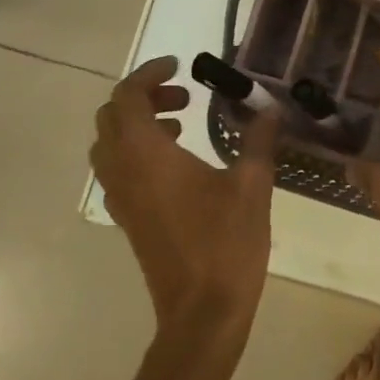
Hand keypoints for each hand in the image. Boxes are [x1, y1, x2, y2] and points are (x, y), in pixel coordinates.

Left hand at [91, 56, 280, 342]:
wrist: (202, 312)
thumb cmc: (226, 242)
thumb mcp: (252, 185)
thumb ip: (257, 140)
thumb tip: (269, 109)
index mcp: (147, 155)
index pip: (127, 97)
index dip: (150, 75)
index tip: (181, 67)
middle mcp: (123, 171)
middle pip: (111, 117)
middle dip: (143, 97)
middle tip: (185, 97)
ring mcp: (120, 198)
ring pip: (109, 144)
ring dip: (138, 124)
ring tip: (183, 125)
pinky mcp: (128, 219)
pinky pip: (118, 169)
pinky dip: (138, 151)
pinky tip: (180, 163)